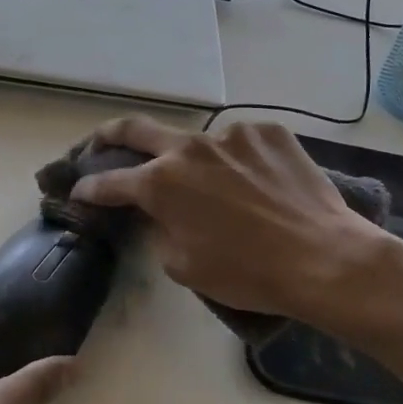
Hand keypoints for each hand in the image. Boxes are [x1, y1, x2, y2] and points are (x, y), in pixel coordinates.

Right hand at [71, 117, 390, 331]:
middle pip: (136, 130)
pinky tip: (253, 184)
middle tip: (99, 145)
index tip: (79, 191)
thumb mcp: (184, 265)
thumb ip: (160, 230)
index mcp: (161, 183)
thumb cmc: (247, 273)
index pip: (110, 182)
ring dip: (192, 160)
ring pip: (198, 141)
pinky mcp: (270, 132)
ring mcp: (232, 134)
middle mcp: (190, 148)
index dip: (88, 189)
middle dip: (108, 137)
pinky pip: (240, 144)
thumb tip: (161, 214)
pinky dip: (236, 161)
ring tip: (213, 187)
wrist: (323, 258)